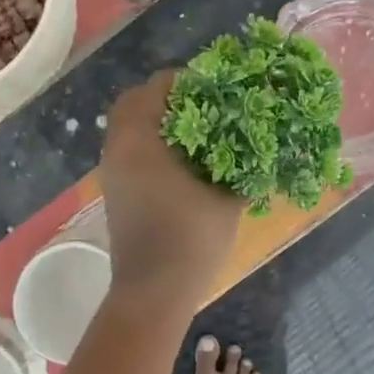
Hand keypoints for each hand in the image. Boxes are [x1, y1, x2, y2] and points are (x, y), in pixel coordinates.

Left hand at [98, 71, 243, 310]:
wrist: (154, 292)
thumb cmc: (190, 238)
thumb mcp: (226, 198)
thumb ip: (242, 166)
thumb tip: (260, 148)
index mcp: (140, 138)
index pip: (157, 86)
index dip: (188, 81)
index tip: (217, 90)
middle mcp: (117, 149)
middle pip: (134, 103)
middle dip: (167, 99)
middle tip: (203, 108)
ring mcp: (112, 173)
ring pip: (129, 130)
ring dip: (158, 124)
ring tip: (198, 136)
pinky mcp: (116, 194)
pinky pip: (129, 153)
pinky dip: (151, 148)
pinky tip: (184, 165)